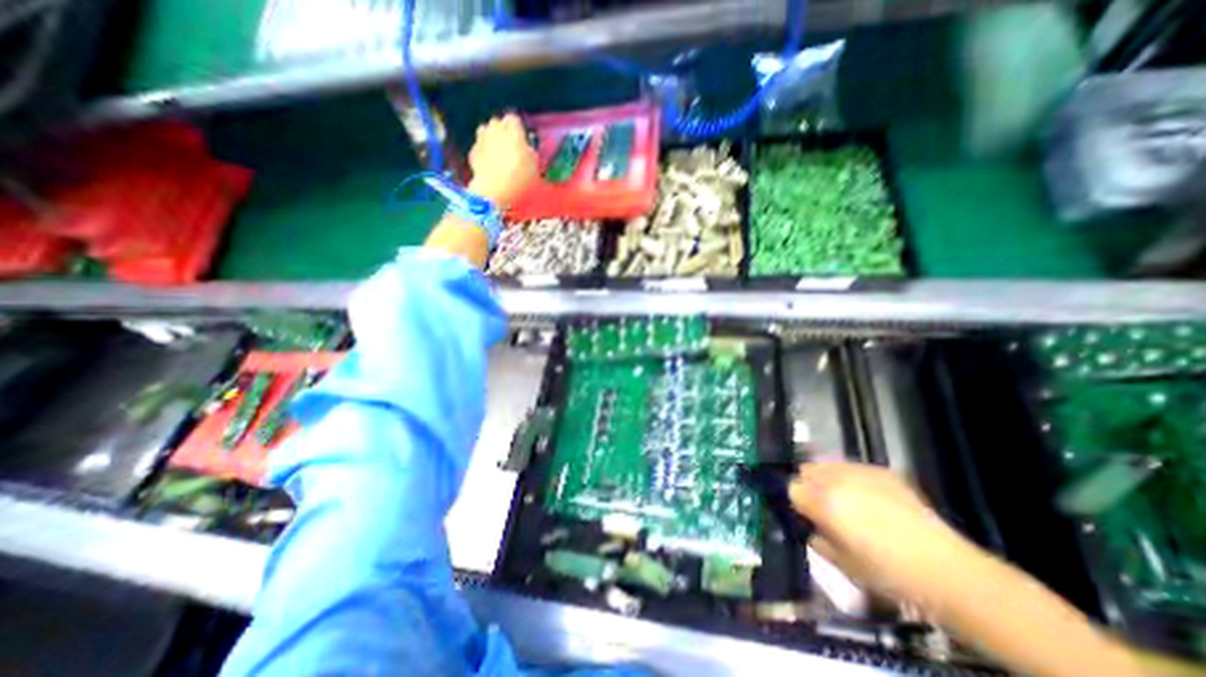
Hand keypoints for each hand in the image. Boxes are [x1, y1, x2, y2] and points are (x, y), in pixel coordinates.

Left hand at [466, 113, 535, 209]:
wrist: (494, 189)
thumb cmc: (519, 177)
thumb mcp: (534, 166)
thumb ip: (530, 153)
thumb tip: (526, 149)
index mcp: (512, 131)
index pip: (513, 119)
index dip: (517, 128)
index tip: (520, 138)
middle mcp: (495, 130)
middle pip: (497, 122)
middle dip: (502, 131)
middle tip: (509, 146)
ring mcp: (481, 139)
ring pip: (485, 131)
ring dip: (490, 138)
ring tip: (496, 153)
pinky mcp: (473, 151)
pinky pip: (479, 147)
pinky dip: (483, 152)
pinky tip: (488, 165)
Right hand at [792, 463, 978, 610]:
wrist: (948, 571)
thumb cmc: (888, 574)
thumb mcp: (842, 565)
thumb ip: (817, 539)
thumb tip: (811, 527)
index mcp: (823, 501)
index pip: (792, 488)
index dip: (797, 503)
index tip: (807, 516)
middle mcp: (836, 479)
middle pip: (807, 470)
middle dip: (810, 486)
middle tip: (824, 508)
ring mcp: (860, 471)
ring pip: (829, 464)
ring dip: (829, 479)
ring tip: (847, 501)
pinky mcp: (883, 471)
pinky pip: (854, 467)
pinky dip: (853, 479)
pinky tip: (871, 499)